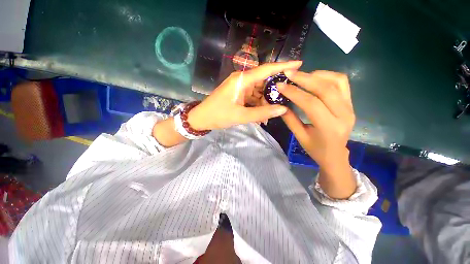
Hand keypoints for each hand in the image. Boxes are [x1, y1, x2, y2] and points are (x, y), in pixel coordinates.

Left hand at [187, 61, 302, 130]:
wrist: (202, 118)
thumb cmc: (218, 115)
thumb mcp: (241, 116)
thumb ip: (262, 113)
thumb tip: (282, 109)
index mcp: (242, 80)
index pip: (266, 70)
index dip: (283, 66)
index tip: (299, 64)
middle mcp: (242, 80)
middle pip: (264, 82)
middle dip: (273, 93)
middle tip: (282, 103)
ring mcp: (240, 87)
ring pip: (259, 91)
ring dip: (264, 103)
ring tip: (269, 115)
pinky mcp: (238, 94)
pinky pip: (252, 97)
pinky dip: (258, 105)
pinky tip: (261, 115)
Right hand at [277, 70, 355, 197]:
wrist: (335, 155)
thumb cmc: (316, 149)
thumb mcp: (299, 136)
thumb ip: (290, 119)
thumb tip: (280, 104)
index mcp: (329, 127)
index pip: (311, 104)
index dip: (294, 93)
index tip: (280, 85)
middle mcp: (344, 114)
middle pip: (325, 89)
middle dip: (304, 78)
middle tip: (288, 73)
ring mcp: (350, 107)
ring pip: (336, 81)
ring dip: (316, 75)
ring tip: (300, 76)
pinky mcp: (351, 102)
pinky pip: (342, 82)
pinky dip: (327, 76)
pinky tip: (314, 78)